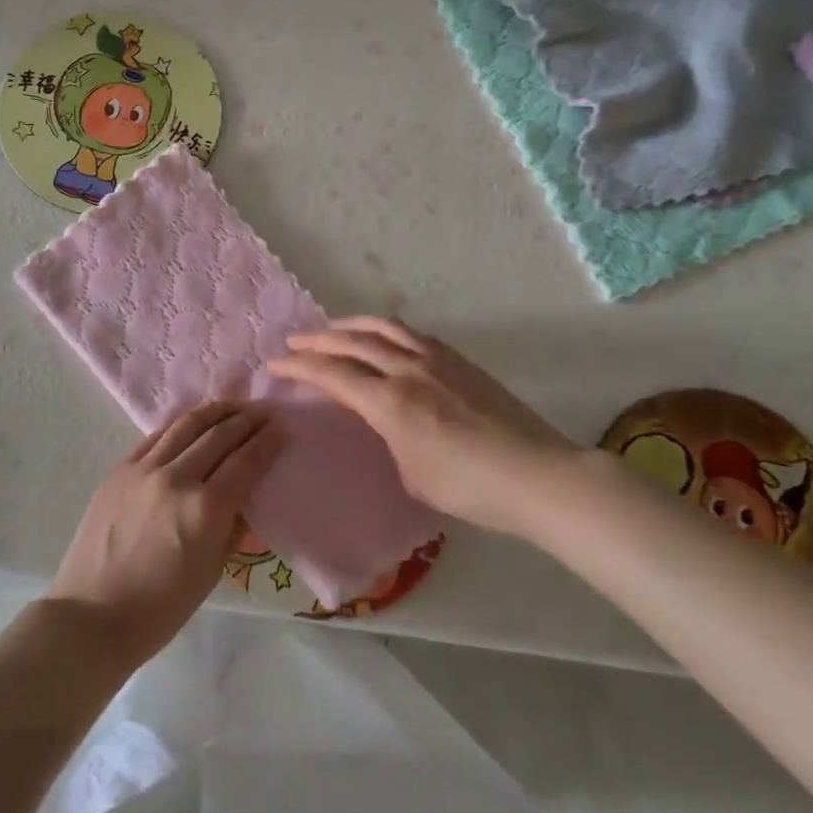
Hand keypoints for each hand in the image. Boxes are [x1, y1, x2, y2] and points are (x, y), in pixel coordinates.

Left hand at [48, 402, 282, 668]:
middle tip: (264, 412)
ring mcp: (144, 469)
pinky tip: (192, 422)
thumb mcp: (211, 572)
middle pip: (219, 435)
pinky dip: (180, 425)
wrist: (92, 614)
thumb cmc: (160, 608)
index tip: (282, 428)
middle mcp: (177, 478)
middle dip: (246, 420)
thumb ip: (231, 527)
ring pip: (186, 425)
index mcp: (205, 509)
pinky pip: (156, 436)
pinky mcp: (120, 468)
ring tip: (234, 405)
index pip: (245, 462)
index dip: (267, 442)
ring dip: (215, 411)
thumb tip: (245, 497)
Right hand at [268, 317, 580, 538]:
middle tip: (294, 340)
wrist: (537, 475)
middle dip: (317, 339)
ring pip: (383, 327)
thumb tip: (382, 421)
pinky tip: (383, 338)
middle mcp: (408, 370)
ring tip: (334, 328)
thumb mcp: (412, 476)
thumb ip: (388, 439)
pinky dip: (384, 330)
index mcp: (391, 402)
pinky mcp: (459, 360)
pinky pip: (411, 334)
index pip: (333, 374)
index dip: (299, 366)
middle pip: (352, 341)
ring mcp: (436, 360)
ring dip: (351, 324)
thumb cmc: (471, 488)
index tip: (274, 363)